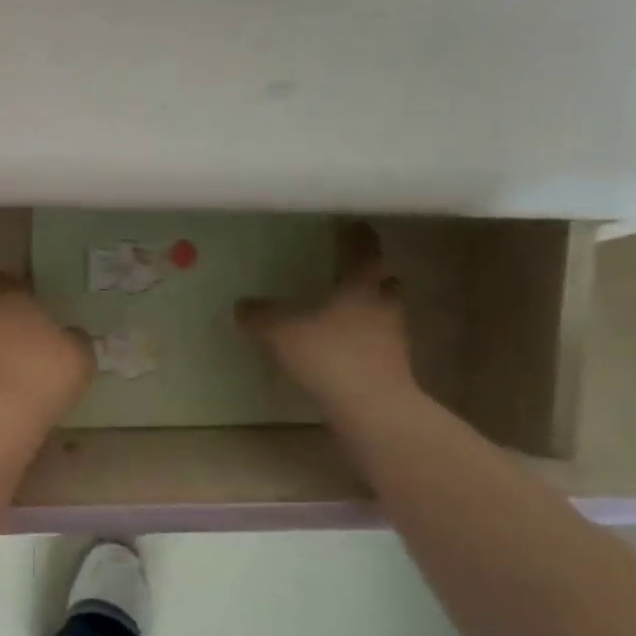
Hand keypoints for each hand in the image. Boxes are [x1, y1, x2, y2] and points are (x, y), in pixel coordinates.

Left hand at [0, 275, 93, 429]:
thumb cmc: (43, 374)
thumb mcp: (79, 355)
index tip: (39, 299)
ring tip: (18, 360)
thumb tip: (71, 335)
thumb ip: (76, 338)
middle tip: (30, 329)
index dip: (25, 288)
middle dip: (7, 314)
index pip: (12, 280)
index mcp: (8, 296)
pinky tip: (5, 383)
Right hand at [236, 223, 415, 410]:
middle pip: (385, 283)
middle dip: (372, 277)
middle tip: (351, 273)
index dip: (359, 238)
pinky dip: (364, 341)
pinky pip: (378, 345)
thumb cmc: (330, 357)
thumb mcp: (283, 333)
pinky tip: (343, 349)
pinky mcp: (392, 369)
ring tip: (343, 312)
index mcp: (362, 287)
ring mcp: (393, 340)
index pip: (365, 252)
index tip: (354, 225)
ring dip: (370, 310)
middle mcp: (383, 307)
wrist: (372, 410)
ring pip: (384, 315)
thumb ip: (263, 316)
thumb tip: (242, 304)